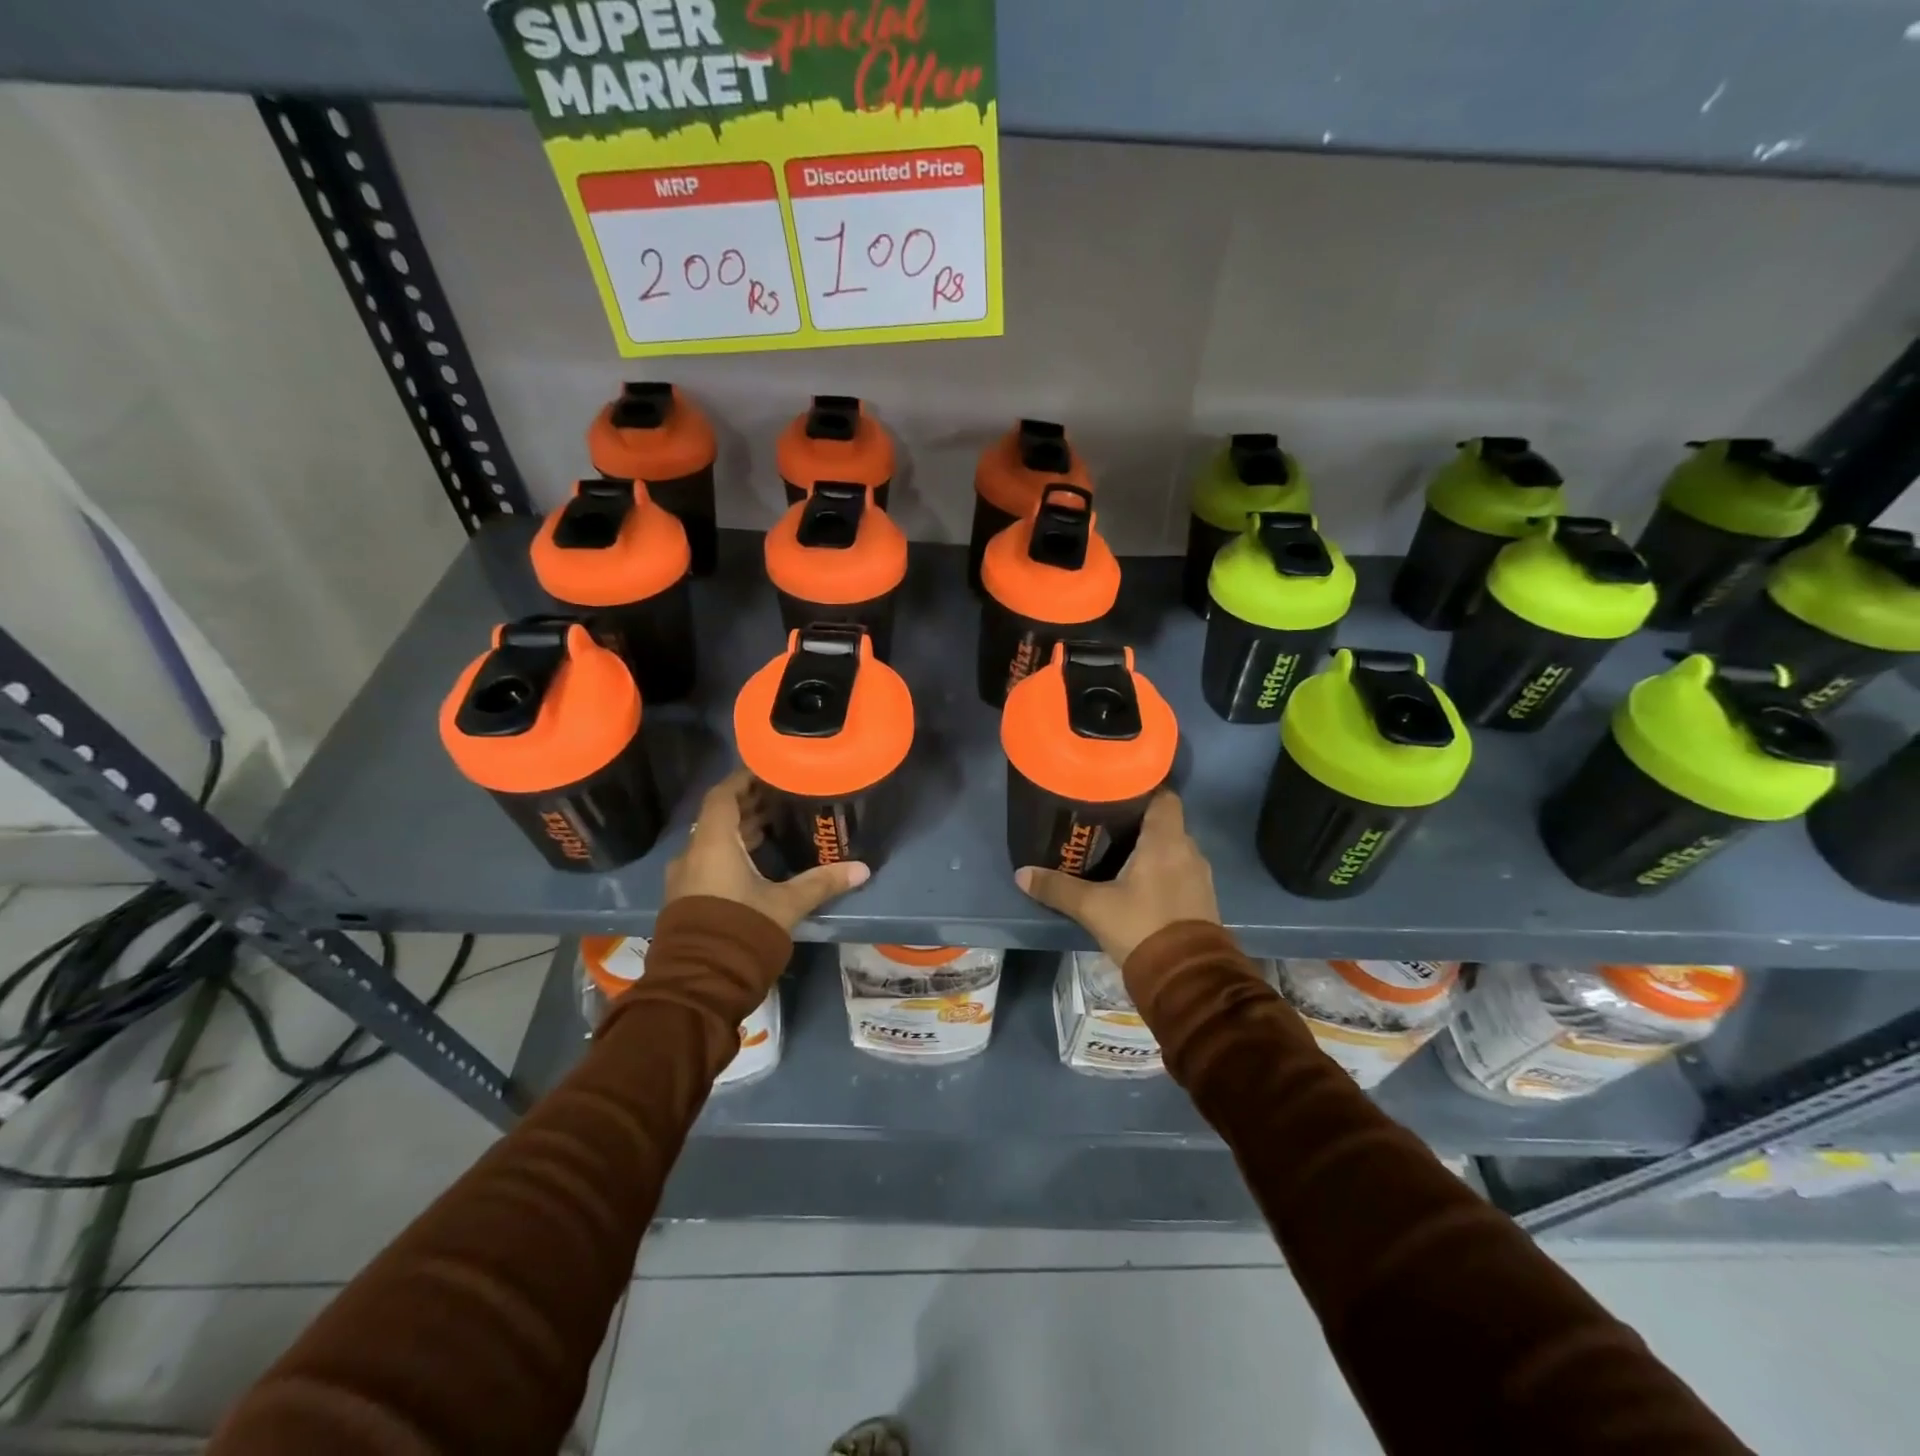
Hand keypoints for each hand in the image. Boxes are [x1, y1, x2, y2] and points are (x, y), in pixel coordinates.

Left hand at [664, 769, 870, 931]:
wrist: (698, 983)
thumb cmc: (741, 930)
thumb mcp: (786, 904)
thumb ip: (821, 882)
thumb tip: (862, 869)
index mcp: (713, 843)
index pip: (723, 795)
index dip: (744, 779)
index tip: (769, 770)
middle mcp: (693, 853)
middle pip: (718, 817)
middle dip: (748, 805)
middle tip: (781, 797)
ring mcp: (685, 877)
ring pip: (712, 840)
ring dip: (739, 830)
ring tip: (774, 825)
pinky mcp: (686, 898)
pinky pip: (708, 860)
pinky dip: (730, 852)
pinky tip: (757, 861)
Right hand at [1016, 792, 1219, 966]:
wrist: (1186, 978)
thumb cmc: (1141, 927)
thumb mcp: (1093, 908)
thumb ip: (1058, 888)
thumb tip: (1022, 873)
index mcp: (1166, 840)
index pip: (1164, 796)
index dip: (1143, 790)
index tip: (1116, 793)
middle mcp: (1188, 850)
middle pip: (1165, 822)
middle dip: (1138, 822)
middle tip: (1105, 825)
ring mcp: (1200, 876)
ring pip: (1173, 849)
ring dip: (1150, 849)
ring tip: (1117, 853)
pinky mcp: (1203, 900)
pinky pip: (1180, 872)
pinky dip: (1161, 871)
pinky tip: (1137, 883)